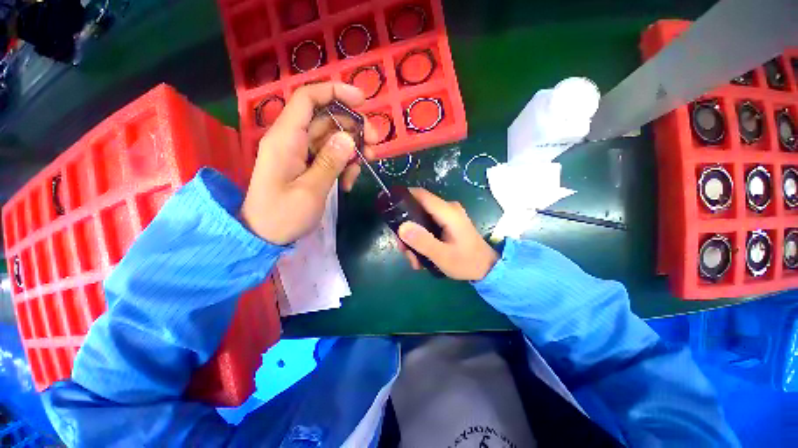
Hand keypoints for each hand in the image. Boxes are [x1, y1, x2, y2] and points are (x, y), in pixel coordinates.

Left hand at [241, 82, 376, 244]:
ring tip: (364, 167)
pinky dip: (343, 165)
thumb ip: (330, 162)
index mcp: (285, 139)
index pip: (307, 99)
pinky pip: (330, 156)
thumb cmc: (283, 216)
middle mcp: (292, 140)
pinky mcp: (307, 166)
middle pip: (326, 119)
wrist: (264, 236)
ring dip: (352, 150)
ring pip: (332, 139)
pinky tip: (348, 183)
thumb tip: (349, 139)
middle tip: (374, 145)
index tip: (363, 101)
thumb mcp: (311, 191)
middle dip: (353, 128)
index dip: (335, 92)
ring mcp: (300, 154)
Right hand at [397, 188, 498, 280]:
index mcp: (447, 212)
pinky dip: (422, 239)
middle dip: (407, 228)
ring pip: (421, 220)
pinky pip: (428, 226)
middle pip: (418, 209)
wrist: (487, 269)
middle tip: (403, 249)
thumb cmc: (466, 262)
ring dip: (414, 238)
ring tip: (414, 259)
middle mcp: (447, 209)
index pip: (420, 195)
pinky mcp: (448, 223)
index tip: (389, 210)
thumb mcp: (442, 256)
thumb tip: (402, 227)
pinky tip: (422, 257)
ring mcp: (448, 216)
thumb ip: (423, 241)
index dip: (403, 197)